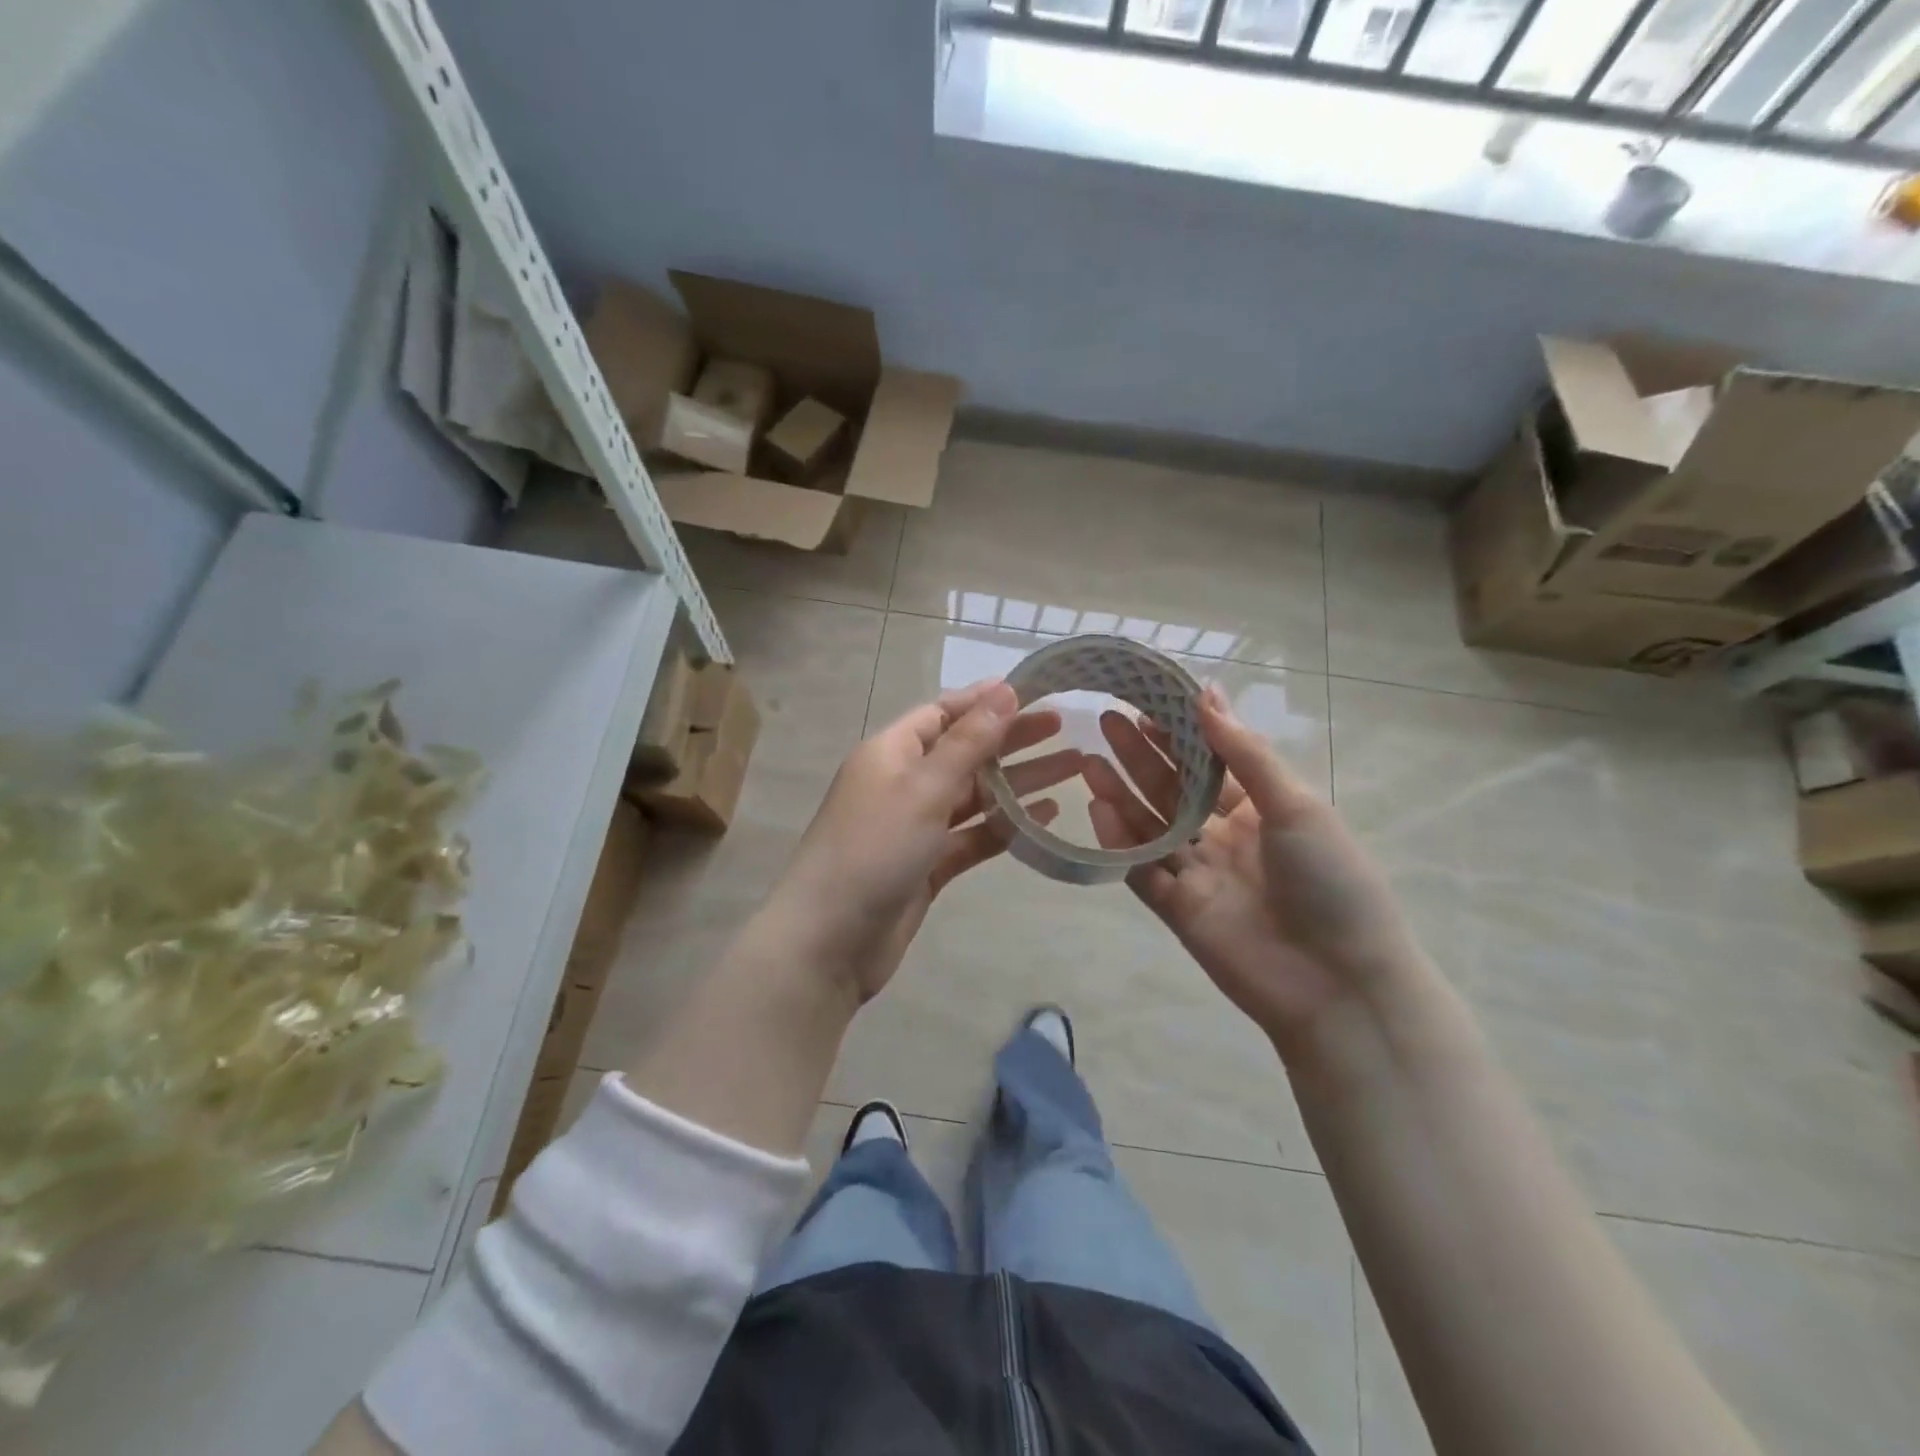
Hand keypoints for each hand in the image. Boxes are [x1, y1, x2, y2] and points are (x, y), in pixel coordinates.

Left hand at [773, 681, 1080, 999]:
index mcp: (890, 752)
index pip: (942, 712)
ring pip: (974, 795)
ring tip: (1072, 767)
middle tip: (1064, 727)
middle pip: (964, 751)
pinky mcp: (928, 865)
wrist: (830, 941)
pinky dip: (1005, 825)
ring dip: (1018, 782)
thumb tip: (1003, 691)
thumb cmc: (874, 849)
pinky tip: (1046, 816)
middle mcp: (903, 783)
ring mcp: (915, 826)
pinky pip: (973, 836)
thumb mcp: (923, 787)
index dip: (983, 701)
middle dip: (1011, 738)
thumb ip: (968, 743)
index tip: (1031, 691)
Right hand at [1083, 686, 1423, 1053]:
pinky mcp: (1178, 910)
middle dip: (1141, 755)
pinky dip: (1119, 842)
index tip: (1146, 701)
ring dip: (1121, 794)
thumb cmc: (1331, 880)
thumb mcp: (1296, 805)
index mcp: (1262, 809)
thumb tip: (1206, 693)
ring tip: (1089, 760)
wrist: (1340, 984)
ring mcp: (1199, 874)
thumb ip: (1244, 752)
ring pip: (1151, 827)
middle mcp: (1226, 837)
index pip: (1210, 762)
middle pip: (1174, 789)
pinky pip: (1142, 869)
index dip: (1179, 733)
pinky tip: (1097, 808)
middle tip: (1107, 720)